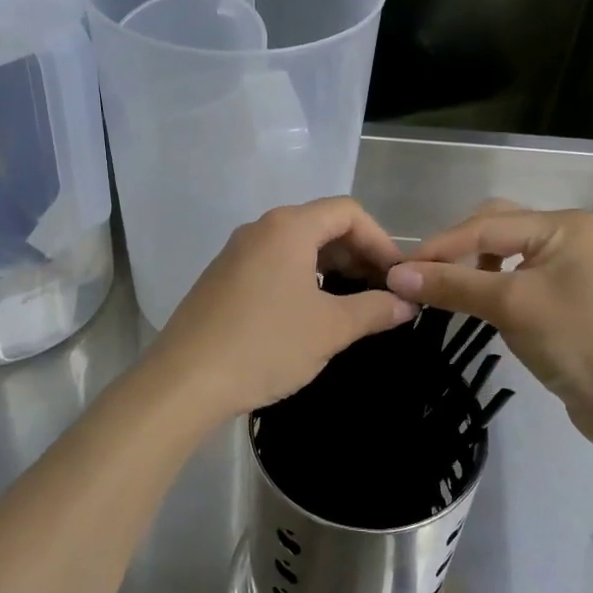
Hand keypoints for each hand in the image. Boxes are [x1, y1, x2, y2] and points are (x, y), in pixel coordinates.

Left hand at [149, 198, 411, 424]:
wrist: (185, 380)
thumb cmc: (266, 345)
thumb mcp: (330, 329)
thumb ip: (375, 310)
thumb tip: (406, 303)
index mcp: (288, 227)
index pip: (348, 212)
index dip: (380, 240)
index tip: (398, 277)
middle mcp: (260, 229)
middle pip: (322, 225)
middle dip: (358, 255)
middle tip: (382, 293)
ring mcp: (236, 252)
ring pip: (297, 246)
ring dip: (331, 268)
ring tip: (352, 304)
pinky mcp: (223, 277)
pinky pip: (274, 264)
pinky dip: (302, 278)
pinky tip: (311, 313)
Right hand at [386, 202, 592, 443]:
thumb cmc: (576, 341)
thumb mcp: (509, 306)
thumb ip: (452, 285)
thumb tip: (395, 274)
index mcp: (562, 225)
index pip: (485, 225)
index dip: (439, 246)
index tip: (397, 268)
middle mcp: (566, 236)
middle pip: (494, 228)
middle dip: (455, 249)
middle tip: (420, 276)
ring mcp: (567, 266)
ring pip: (503, 253)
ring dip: (470, 267)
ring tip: (442, 287)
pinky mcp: (564, 296)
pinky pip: (514, 278)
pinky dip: (488, 285)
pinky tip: (474, 301)